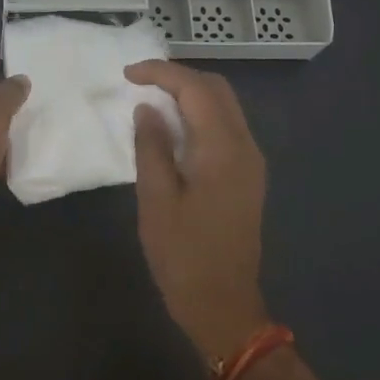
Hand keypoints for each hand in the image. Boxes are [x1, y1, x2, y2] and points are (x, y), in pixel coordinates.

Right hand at [124, 60, 270, 360]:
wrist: (224, 306)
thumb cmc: (183, 256)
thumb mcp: (156, 200)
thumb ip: (151, 147)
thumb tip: (147, 109)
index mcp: (222, 149)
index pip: (195, 89)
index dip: (161, 73)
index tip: (127, 74)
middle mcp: (245, 146)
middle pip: (217, 89)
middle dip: (178, 77)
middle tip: (140, 82)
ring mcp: (251, 161)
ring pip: (224, 106)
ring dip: (191, 93)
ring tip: (152, 98)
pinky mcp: (248, 175)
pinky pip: (226, 126)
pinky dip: (200, 114)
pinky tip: (174, 126)